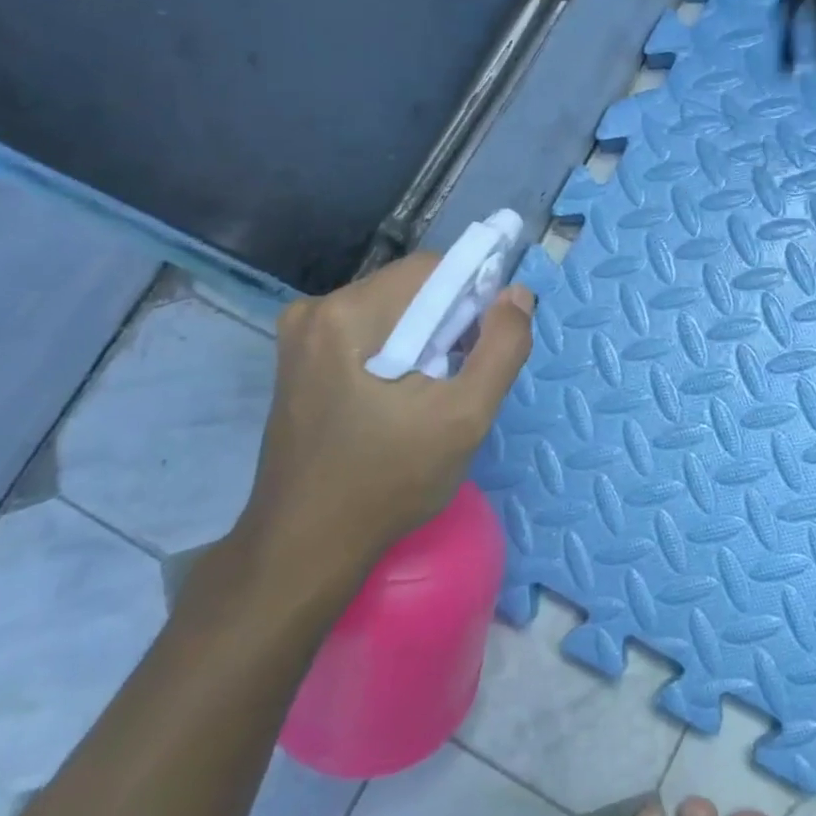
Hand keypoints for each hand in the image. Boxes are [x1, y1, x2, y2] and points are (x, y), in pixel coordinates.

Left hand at [232, 253, 534, 615]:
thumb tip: (517, 294)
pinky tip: (402, 399)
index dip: (473, 296)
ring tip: (433, 394)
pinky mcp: (298, 363)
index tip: (487, 344)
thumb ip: (502, 348)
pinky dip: (396, 353)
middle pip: (409, 289)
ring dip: (424, 339)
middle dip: (447, 323)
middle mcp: (315, 311)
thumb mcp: (465, 416)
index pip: (432, 269)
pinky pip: (365, 335)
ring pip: (389, 312)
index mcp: (348, 313)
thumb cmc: (389, 481)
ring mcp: (300, 338)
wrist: (306, 546)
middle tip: (460, 378)